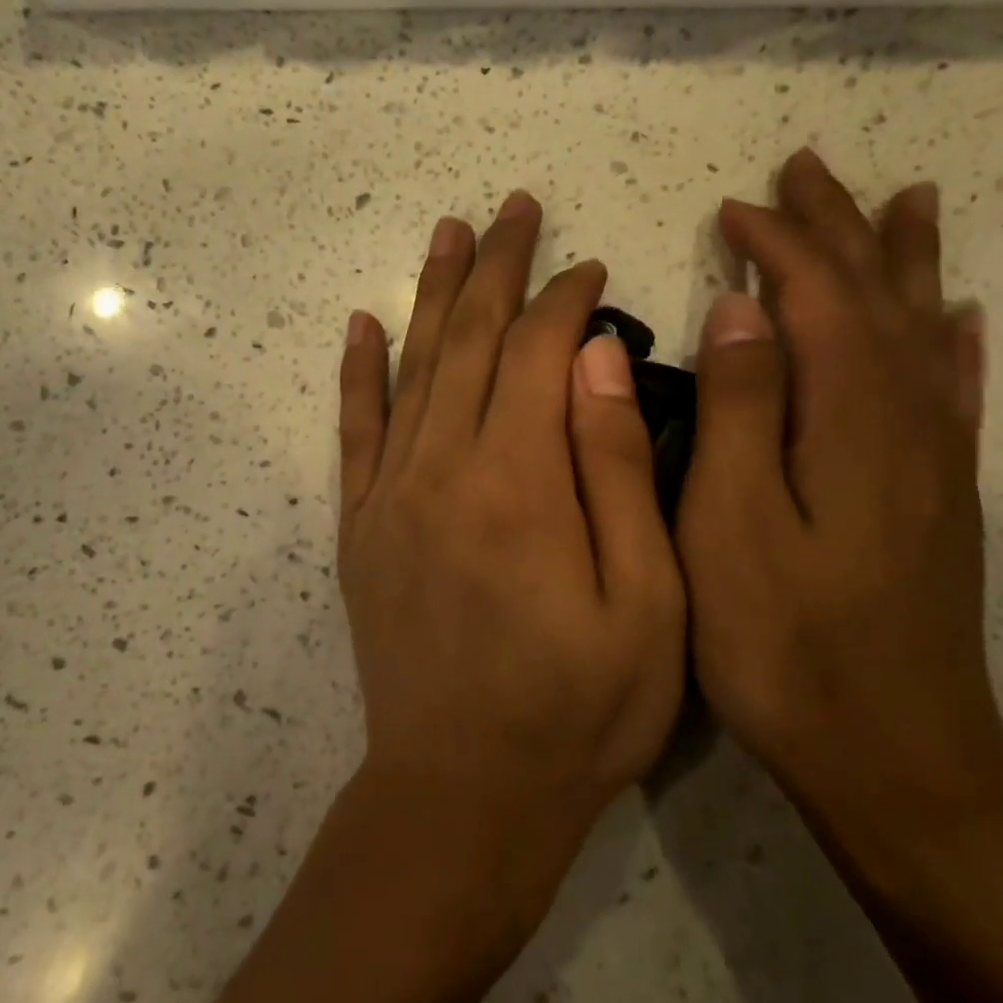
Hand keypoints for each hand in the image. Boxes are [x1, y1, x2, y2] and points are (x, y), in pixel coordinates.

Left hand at [338, 192, 686, 923]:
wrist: (462, 795)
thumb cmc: (578, 710)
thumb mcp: (646, 601)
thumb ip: (618, 469)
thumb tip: (595, 357)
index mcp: (518, 481)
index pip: (537, 352)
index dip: (566, 300)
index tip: (591, 268)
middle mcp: (443, 469)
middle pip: (469, 340)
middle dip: (497, 268)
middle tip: (515, 207)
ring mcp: (391, 495)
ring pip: (413, 367)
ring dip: (433, 294)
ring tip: (449, 231)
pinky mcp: (362, 528)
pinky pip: (355, 431)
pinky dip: (359, 372)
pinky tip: (363, 323)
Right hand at [677, 149, 1002, 842]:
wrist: (895, 757)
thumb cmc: (786, 646)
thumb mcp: (732, 527)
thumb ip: (741, 410)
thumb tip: (743, 309)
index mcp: (850, 419)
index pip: (817, 296)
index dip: (779, 242)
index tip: (732, 208)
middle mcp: (907, 421)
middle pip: (875, 296)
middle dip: (839, 227)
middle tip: (808, 169)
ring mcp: (934, 460)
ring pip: (921, 330)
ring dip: (902, 261)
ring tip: (904, 200)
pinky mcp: (942, 498)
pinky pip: (955, 393)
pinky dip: (953, 341)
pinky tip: (959, 316)